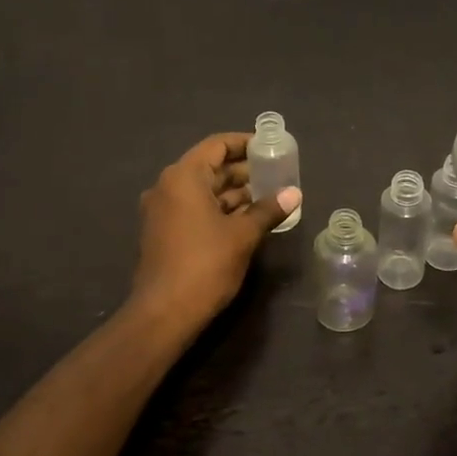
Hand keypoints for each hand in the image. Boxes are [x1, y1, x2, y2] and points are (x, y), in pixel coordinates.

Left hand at [129, 132, 301, 335]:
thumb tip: (294, 193)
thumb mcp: (243, 235)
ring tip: (268, 197)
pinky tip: (247, 219)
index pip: (216, 146)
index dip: (244, 143)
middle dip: (243, 171)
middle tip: (276, 174)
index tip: (270, 147)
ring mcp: (162, 211)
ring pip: (203, 191)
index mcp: (183, 177)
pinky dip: (219, 210)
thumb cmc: (205, 265)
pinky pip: (195, 209)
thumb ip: (268, 210)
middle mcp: (167, 187)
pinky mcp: (164, 233)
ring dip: (233, 193)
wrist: (164, 312)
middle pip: (209, 168)